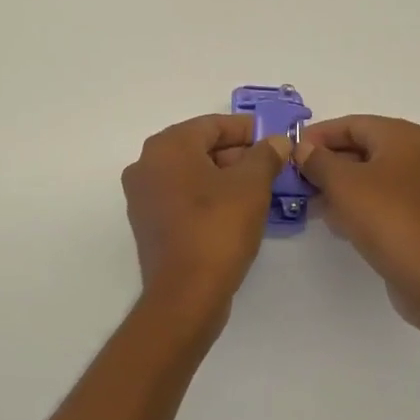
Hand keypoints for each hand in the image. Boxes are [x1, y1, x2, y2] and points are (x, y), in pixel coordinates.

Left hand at [122, 114, 288, 311]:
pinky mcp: (148, 224)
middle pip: (199, 147)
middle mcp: (146, 165)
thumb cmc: (218, 228)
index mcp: (167, 146)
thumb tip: (276, 141)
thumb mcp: (252, 185)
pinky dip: (208, 197)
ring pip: (191, 174)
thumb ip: (265, 155)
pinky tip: (236, 210)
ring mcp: (143, 196)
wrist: (186, 294)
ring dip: (224, 176)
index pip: (212, 125)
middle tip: (272, 165)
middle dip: (237, 154)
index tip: (274, 139)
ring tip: (260, 188)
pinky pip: (182, 197)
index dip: (247, 130)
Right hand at [294, 116, 419, 327]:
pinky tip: (336, 222)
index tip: (290, 153)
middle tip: (297, 180)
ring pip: (371, 177)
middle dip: (327, 163)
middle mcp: (419, 154)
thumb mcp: (342, 183)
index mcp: (404, 136)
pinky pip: (383, 200)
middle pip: (363, 148)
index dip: (318, 136)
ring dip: (339, 186)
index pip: (352, 124)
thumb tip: (303, 148)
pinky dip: (358, 204)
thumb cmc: (386, 217)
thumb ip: (317, 160)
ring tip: (310, 202)